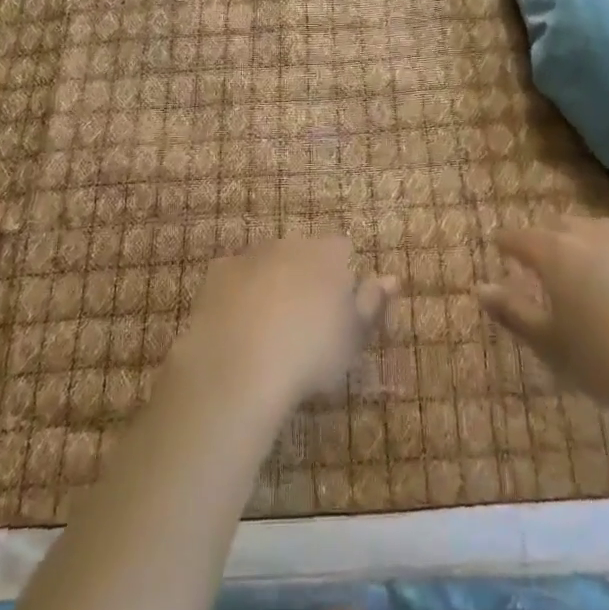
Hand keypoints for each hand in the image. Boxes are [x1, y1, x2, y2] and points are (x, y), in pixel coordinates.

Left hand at [175, 236, 396, 410]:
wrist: (238, 365)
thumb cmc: (310, 353)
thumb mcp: (354, 337)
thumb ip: (372, 303)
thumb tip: (391, 278)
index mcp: (328, 254)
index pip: (343, 250)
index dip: (343, 277)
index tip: (340, 310)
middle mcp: (290, 243)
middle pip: (304, 253)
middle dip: (306, 276)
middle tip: (305, 322)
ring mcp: (250, 255)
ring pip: (268, 264)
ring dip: (272, 284)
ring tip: (270, 330)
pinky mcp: (217, 273)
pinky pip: (235, 278)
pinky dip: (239, 295)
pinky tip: (238, 327)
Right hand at [478, 214, 608, 435]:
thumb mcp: (553, 346)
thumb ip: (514, 313)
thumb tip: (481, 288)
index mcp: (556, 252)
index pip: (520, 237)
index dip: (506, 241)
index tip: (497, 245)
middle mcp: (591, 234)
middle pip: (558, 225)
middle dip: (543, 237)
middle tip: (537, 258)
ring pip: (595, 229)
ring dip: (580, 240)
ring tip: (579, 264)